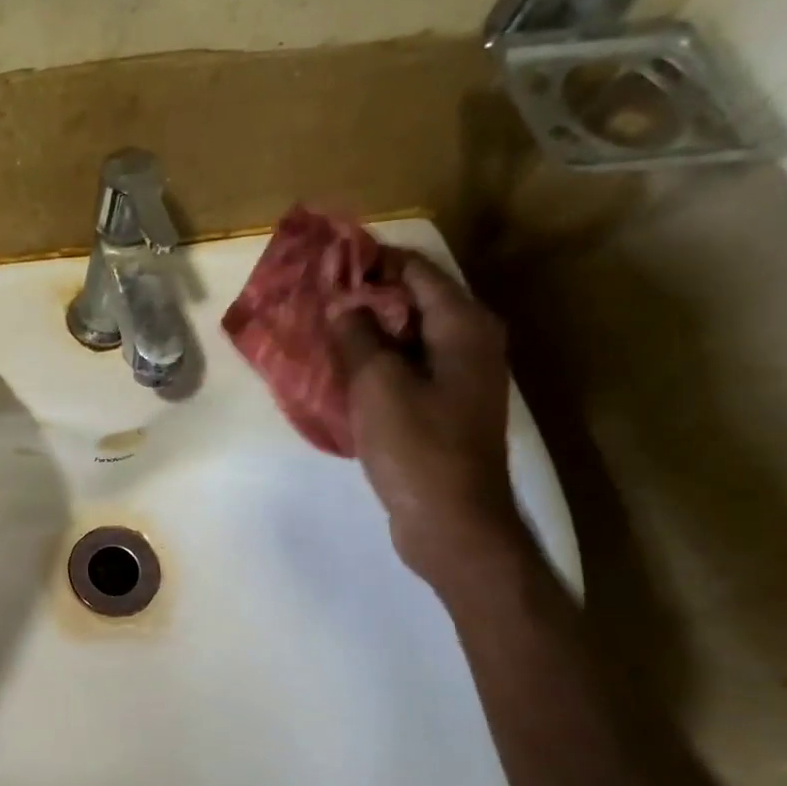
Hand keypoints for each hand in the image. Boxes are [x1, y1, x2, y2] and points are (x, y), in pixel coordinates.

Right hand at [331, 255, 524, 585]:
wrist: (452, 523)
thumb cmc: (417, 448)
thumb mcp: (378, 385)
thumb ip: (357, 337)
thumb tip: (341, 304)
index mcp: (464, 326)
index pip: (416, 271)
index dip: (371, 262)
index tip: (325, 263)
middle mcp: (471, 343)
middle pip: (414, 302)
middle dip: (365, 297)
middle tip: (315, 299)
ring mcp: (460, 378)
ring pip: (408, 338)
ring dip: (367, 332)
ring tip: (320, 331)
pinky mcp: (445, 407)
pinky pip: (407, 369)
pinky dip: (377, 363)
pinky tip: (341, 371)